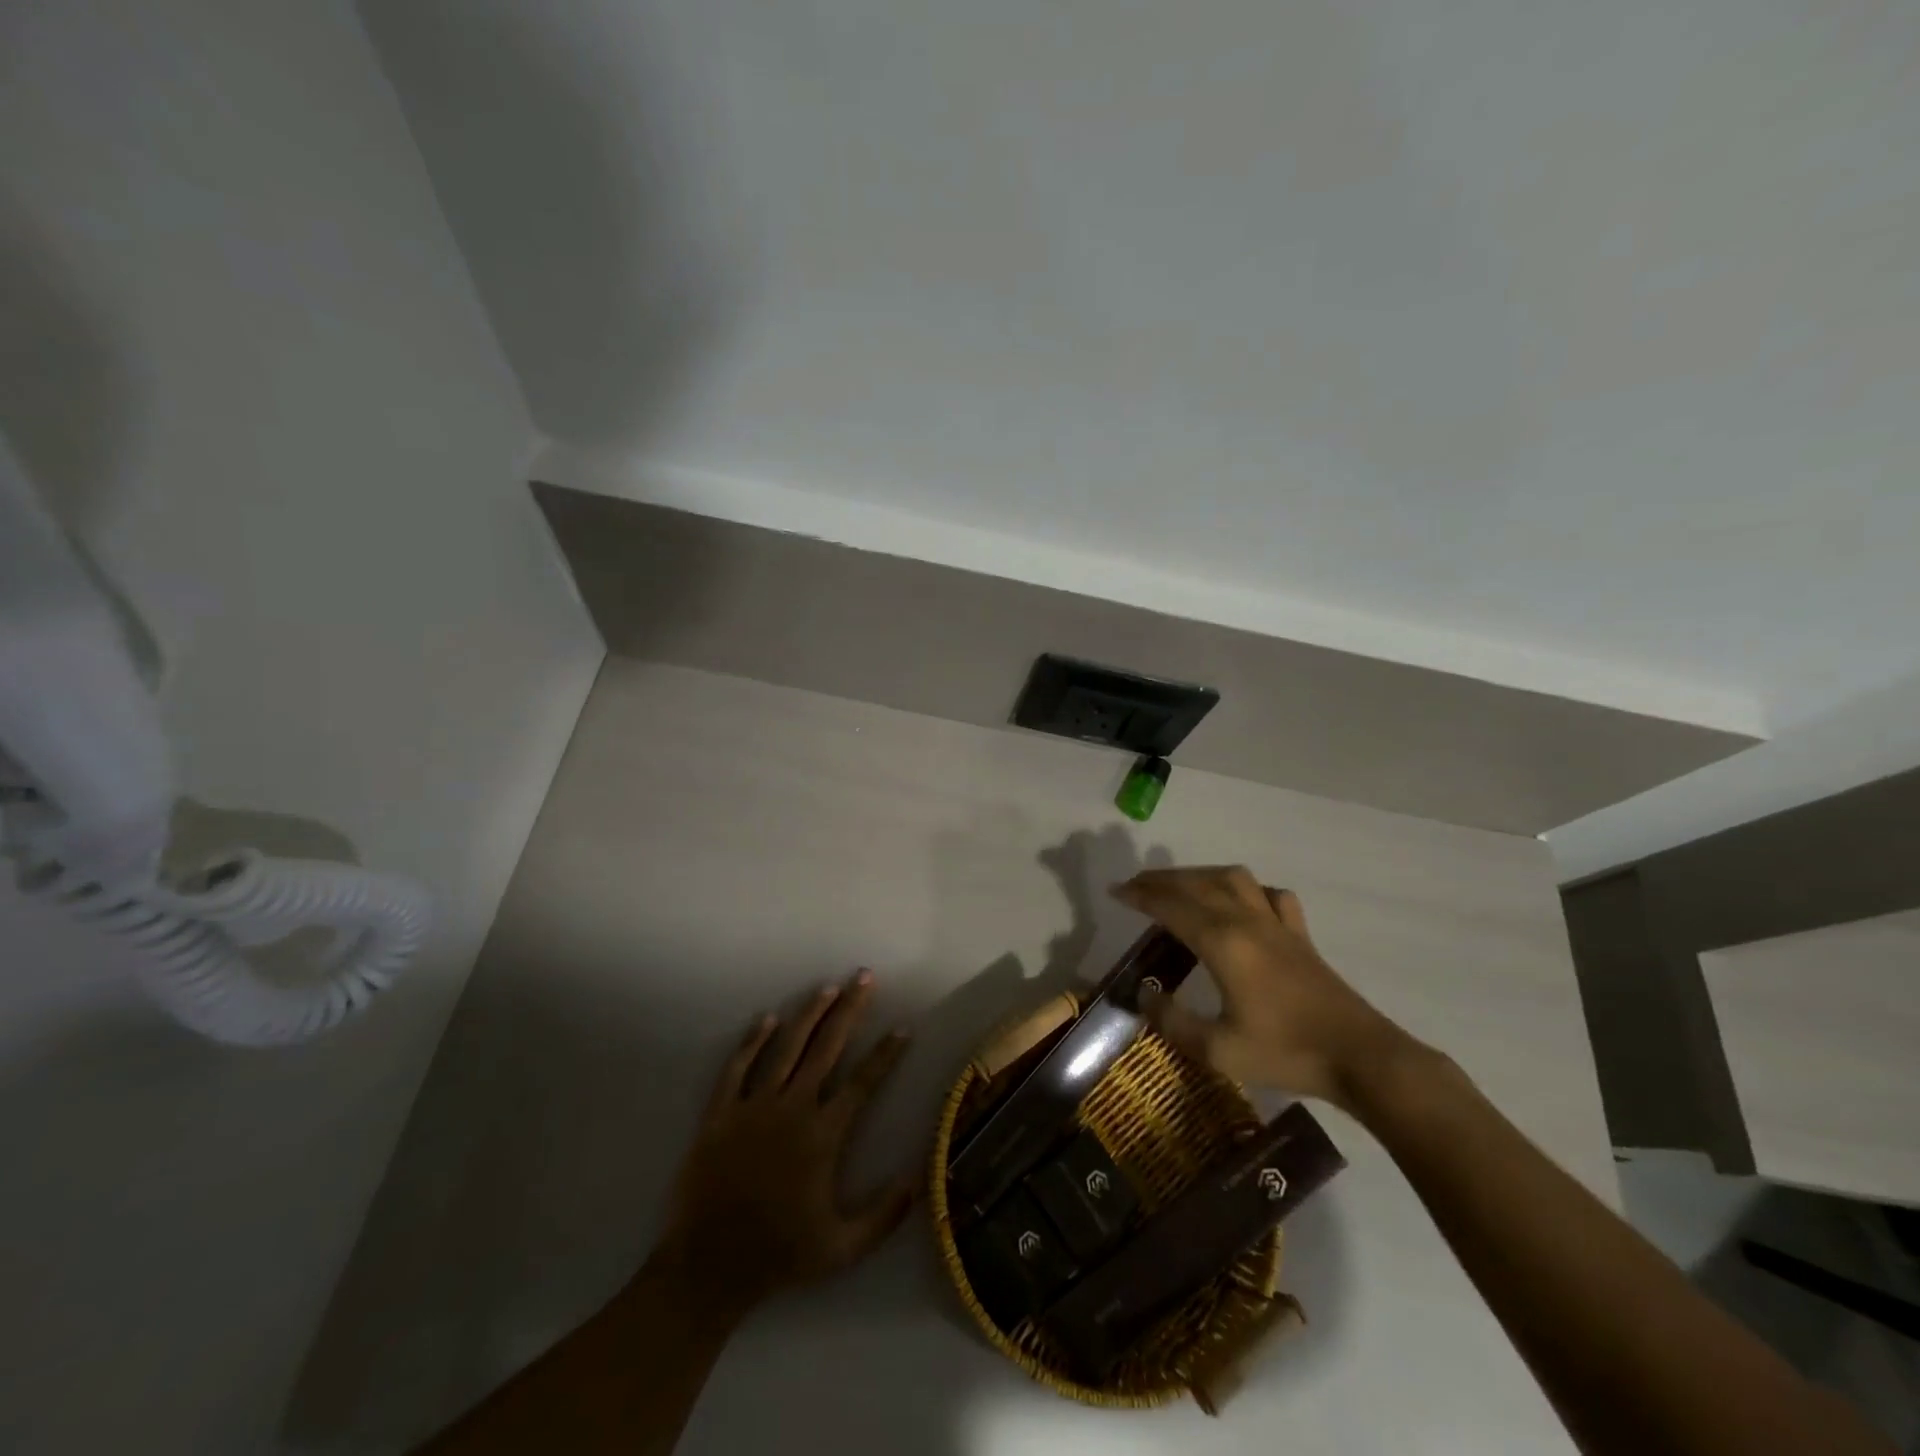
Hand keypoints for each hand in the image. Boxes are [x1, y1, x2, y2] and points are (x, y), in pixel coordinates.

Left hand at [651, 970, 916, 1315]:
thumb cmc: (780, 1255)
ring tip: (826, 988)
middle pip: (827, 1047)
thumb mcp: (842, 1249)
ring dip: (809, 1014)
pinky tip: (767, 1019)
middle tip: (864, 978)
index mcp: (824, 1135)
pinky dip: (753, 1041)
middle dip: (849, 1010)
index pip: (863, 1082)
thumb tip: (917, 1179)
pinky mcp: (721, 1113)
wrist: (709, 1266)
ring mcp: (754, 1106)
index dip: (886, 1054)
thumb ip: (884, 1216)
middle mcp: (793, 1108)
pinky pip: (738, 1067)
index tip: (903, 1028)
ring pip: (786, 1047)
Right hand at [1113, 866, 1410, 1109]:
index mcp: (1222, 942)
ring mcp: (1277, 924)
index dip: (1140, 896)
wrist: (1360, 1056)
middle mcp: (1246, 921)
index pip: (1171, 906)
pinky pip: (1270, 895)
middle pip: (1196, 884)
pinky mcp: (1300, 935)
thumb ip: (1173, 1022)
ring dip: (1200, 875)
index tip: (1115, 892)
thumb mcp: (1218, 1050)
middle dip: (1161, 880)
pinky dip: (1247, 890)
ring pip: (1232, 879)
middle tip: (1135, 886)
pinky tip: (1242, 902)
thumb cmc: (1286, 1052)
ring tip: (1180, 886)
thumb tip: (1144, 997)